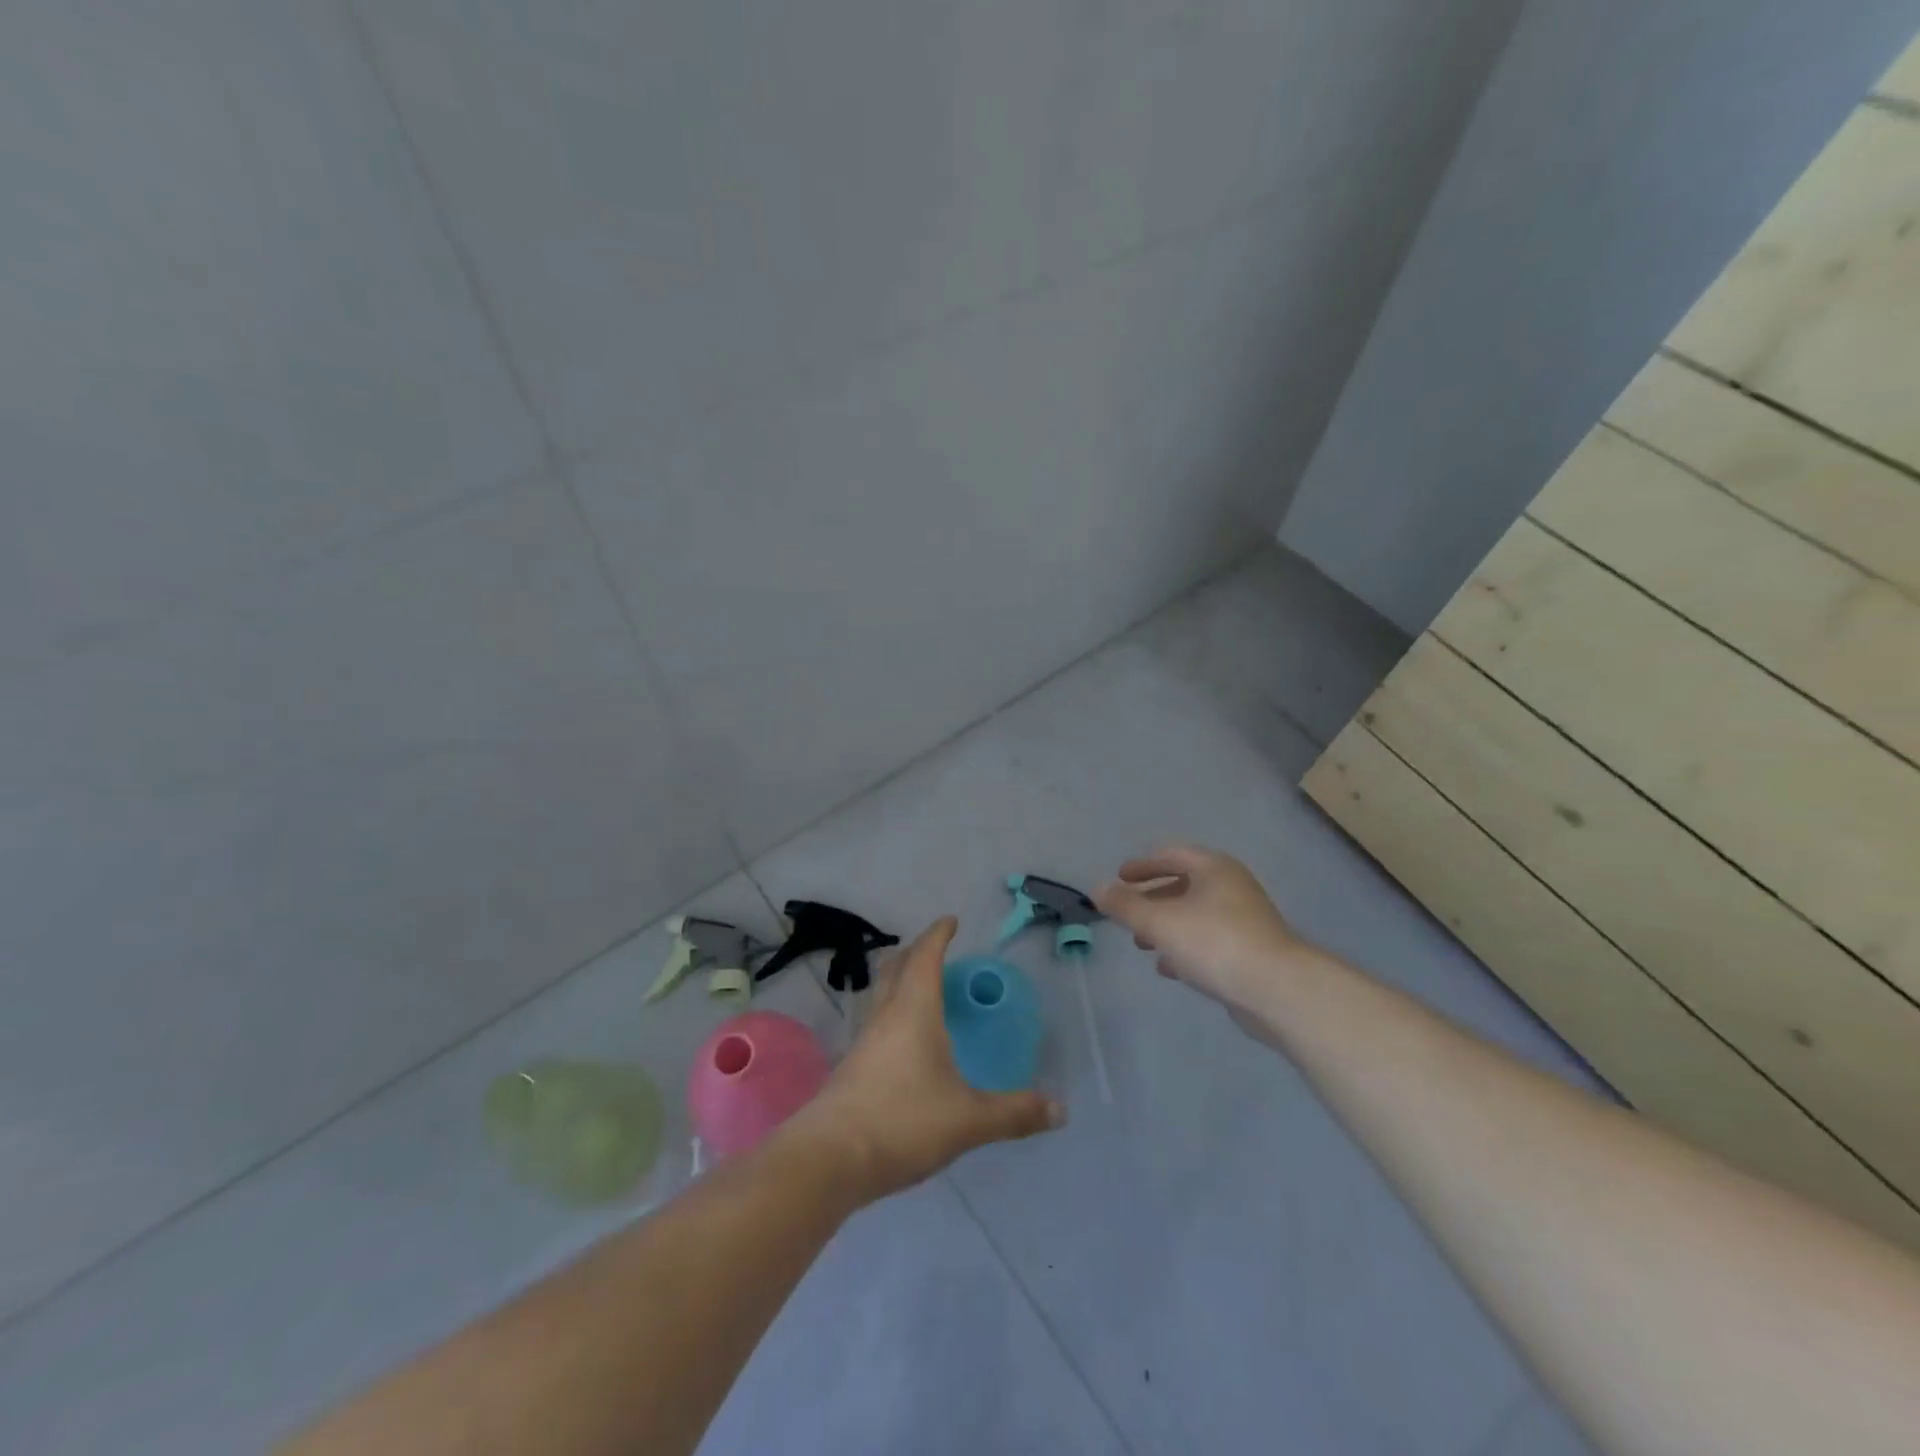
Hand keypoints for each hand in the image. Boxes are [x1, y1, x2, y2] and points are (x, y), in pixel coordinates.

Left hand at [788, 917, 1063, 1203]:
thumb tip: (1060, 1110)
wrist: (829, 1158)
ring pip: (881, 996)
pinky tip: (906, 1044)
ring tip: (923, 993)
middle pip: (896, 969)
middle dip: (915, 953)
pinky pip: (876, 1025)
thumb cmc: (903, 1122)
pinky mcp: (851, 1069)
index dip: (938, 935)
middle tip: (936, 951)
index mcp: (913, 1010)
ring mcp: (863, 1042)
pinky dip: (893, 1016)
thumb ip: (1014, 1113)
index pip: (925, 957)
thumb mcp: (968, 1120)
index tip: (950, 921)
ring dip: (900, 983)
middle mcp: (885, 1016)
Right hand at [1095, 845, 1308, 1010]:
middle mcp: (1232, 887)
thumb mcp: (1159, 922)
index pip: (1172, 855)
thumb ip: (1125, 905)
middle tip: (1128, 913)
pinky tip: (1169, 968)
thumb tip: (1097, 889)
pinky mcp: (1251, 952)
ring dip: (1167, 926)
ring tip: (1142, 944)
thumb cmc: (1214, 943)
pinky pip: (1210, 941)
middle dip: (1153, 899)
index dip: (1143, 865)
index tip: (1120, 877)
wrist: (1277, 990)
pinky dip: (1186, 948)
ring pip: (1196, 916)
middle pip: (1184, 885)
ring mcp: (1245, 920)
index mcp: (1214, 869)